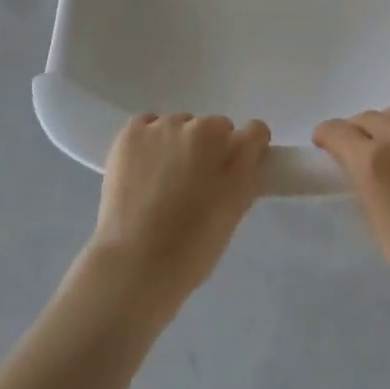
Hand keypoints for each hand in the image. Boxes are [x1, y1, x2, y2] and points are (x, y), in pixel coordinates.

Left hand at [88, 112, 270, 311]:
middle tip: (195, 181)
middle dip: (210, 148)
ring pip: (180, 125)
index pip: (255, 132)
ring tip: (161, 179)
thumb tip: (243, 164)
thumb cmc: (191, 251)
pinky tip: (141, 166)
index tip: (236, 167)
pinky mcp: (133, 131)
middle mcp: (204, 129)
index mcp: (235, 152)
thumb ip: (244, 180)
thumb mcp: (233, 215)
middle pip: (215, 127)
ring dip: (177, 143)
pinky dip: (148, 140)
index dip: (248, 149)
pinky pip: (148, 124)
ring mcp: (166, 126)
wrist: (134, 264)